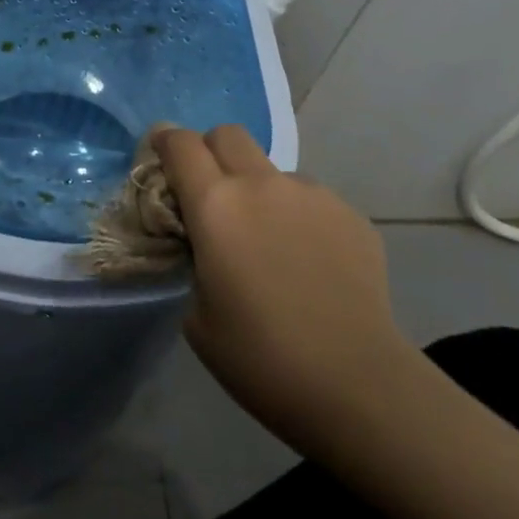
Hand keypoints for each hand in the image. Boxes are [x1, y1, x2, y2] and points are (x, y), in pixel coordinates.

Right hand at [155, 125, 410, 458]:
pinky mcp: (349, 213)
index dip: (165, 143)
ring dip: (259, 190)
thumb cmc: (261, 358)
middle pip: (226, 134)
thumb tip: (201, 239)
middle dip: (210, 152)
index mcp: (216, 205)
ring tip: (271, 244)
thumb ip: (192, 258)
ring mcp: (311, 194)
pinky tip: (310, 265)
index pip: (180, 143)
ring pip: (272, 170)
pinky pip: (310, 200)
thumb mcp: (196, 314)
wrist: (357, 384)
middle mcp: (262, 184)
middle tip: (211, 195)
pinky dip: (298, 217)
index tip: (161, 160)